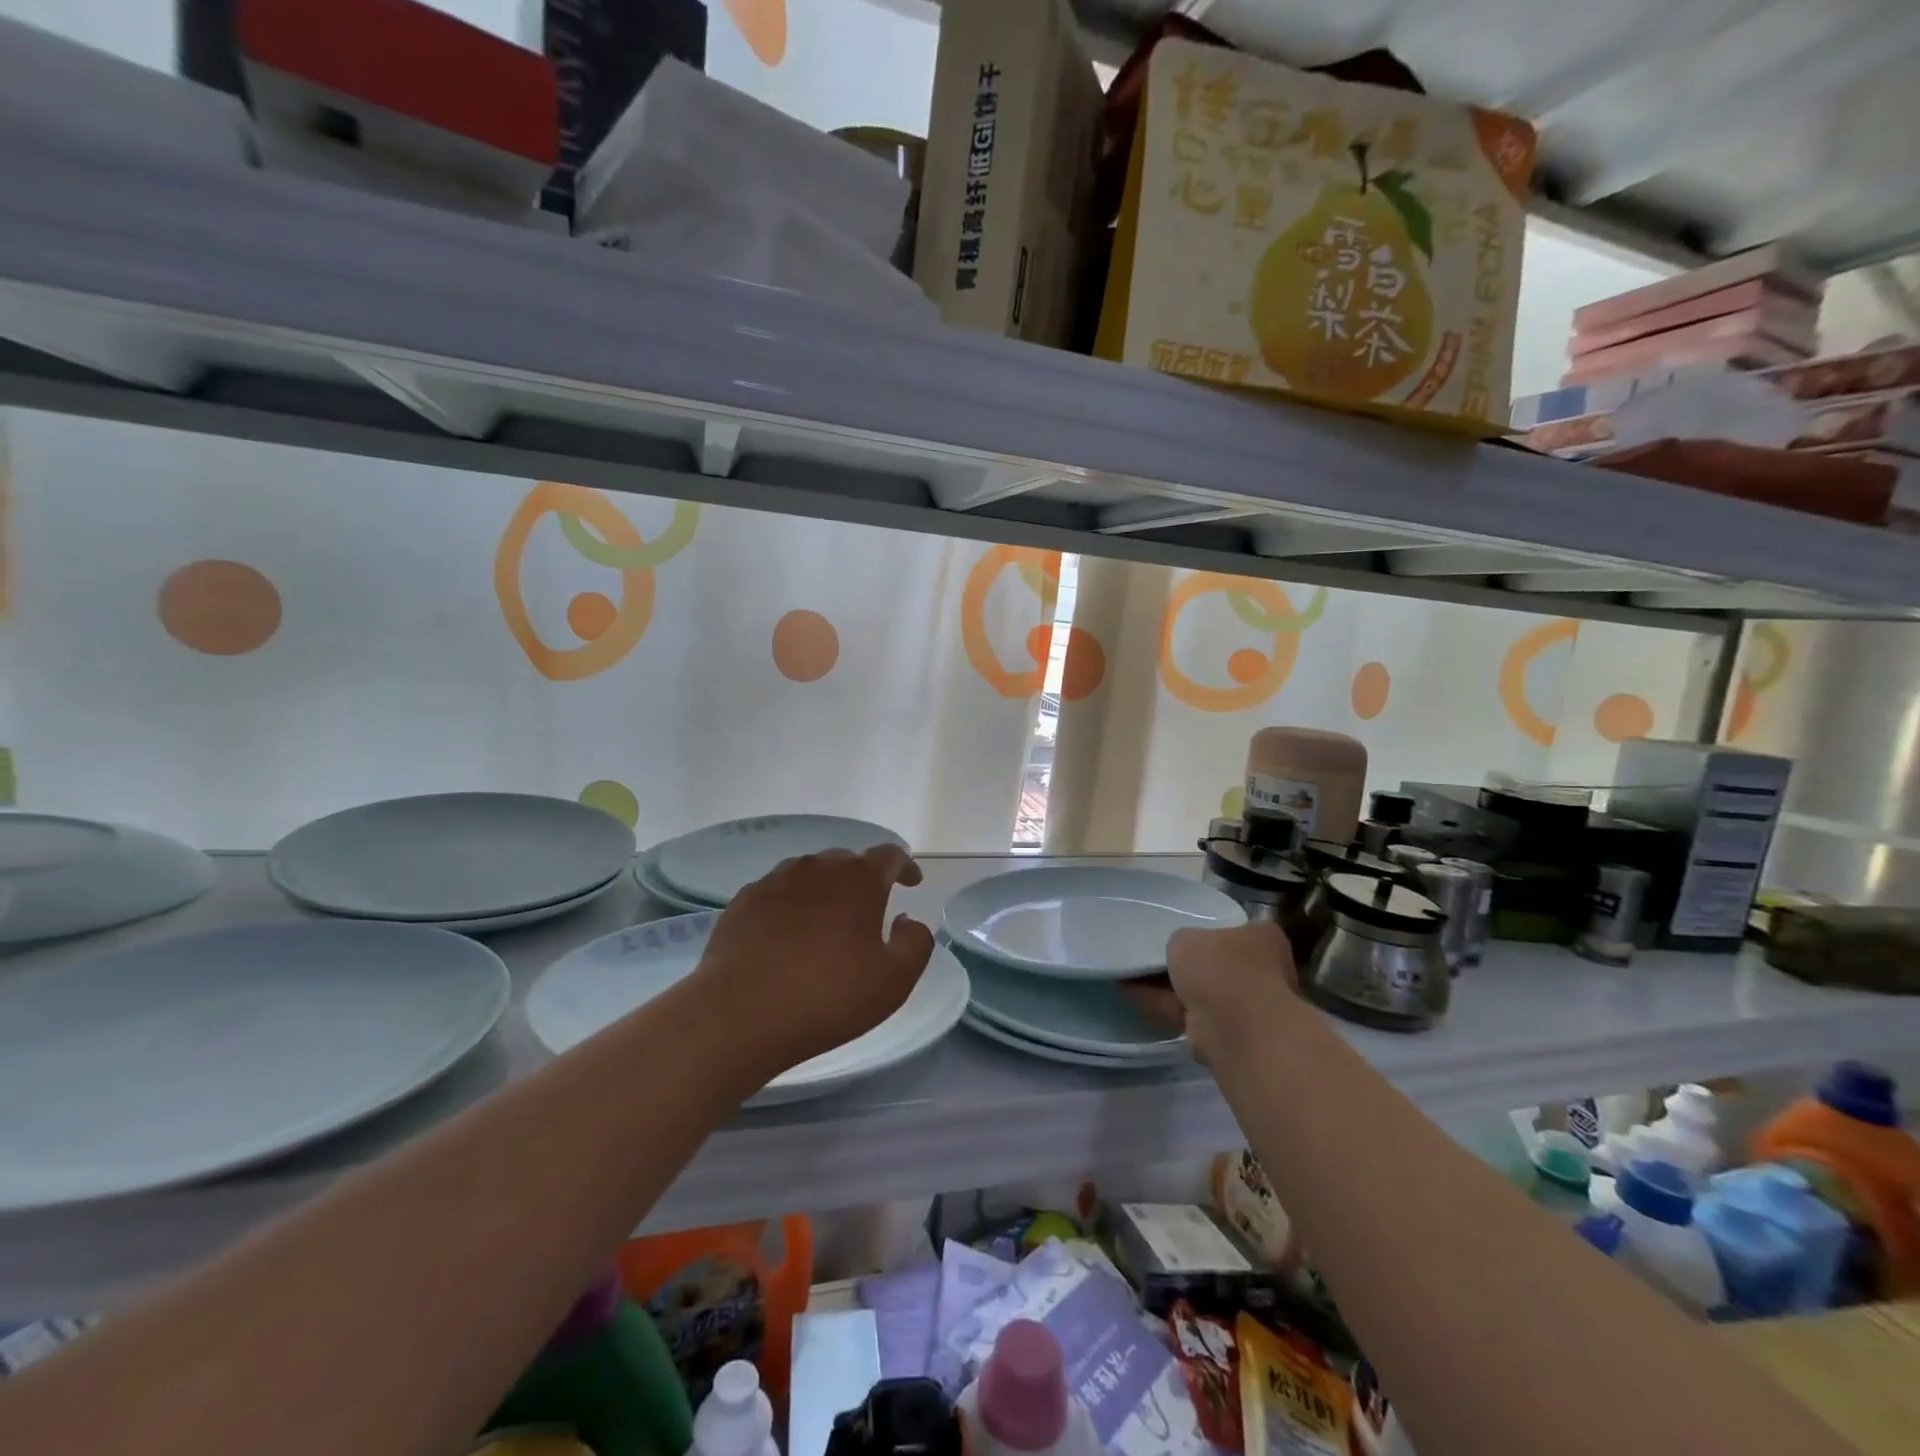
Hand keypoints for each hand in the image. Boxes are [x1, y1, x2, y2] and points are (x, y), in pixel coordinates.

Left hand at [694, 845, 934, 1078]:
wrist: (739, 1013)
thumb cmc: (827, 996)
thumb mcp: (894, 980)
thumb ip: (916, 942)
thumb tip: (907, 920)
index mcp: (859, 879)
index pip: (890, 856)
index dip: (905, 867)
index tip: (912, 883)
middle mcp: (818, 867)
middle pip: (848, 862)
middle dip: (863, 880)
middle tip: (868, 912)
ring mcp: (776, 880)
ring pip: (810, 875)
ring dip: (825, 891)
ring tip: (826, 923)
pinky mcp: (744, 900)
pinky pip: (778, 893)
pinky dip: (791, 906)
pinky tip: (787, 935)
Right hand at [1121, 921, 1296, 1064]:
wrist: (1232, 1026)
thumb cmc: (1220, 967)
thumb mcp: (1188, 937)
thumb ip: (1183, 940)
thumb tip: (1183, 951)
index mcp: (1264, 938)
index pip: (1236, 928)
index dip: (1209, 928)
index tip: (1183, 930)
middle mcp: (1261, 971)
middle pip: (1218, 962)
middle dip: (1189, 961)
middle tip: (1154, 950)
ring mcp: (1244, 1004)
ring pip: (1201, 989)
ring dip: (1169, 984)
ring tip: (1131, 968)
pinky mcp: (1223, 1031)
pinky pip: (1186, 1010)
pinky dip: (1160, 1002)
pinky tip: (1129, 989)